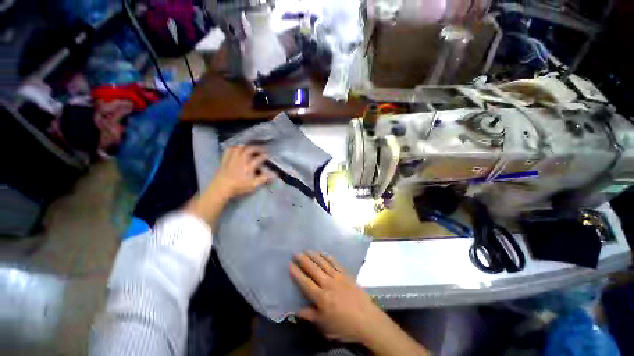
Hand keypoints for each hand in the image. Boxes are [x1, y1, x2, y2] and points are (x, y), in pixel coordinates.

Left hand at [212, 145, 274, 199]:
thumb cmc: (239, 186)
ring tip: (250, 147)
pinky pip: (230, 150)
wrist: (221, 187)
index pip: (259, 158)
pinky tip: (237, 148)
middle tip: (261, 149)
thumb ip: (264, 178)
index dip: (264, 156)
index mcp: (249, 166)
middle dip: (257, 148)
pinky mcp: (225, 159)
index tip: (268, 155)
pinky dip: (234, 147)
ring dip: (246, 146)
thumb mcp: (253, 184)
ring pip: (240, 148)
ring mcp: (233, 158)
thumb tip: (275, 175)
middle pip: (249, 149)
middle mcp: (241, 159)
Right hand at [289, 252, 388, 343]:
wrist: (367, 320)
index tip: (290, 264)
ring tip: (308, 250)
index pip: (305, 282)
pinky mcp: (346, 275)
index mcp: (321, 297)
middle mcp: (328, 284)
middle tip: (296, 253)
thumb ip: (310, 316)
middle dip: (303, 260)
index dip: (297, 273)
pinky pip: (336, 263)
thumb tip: (296, 310)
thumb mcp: (325, 326)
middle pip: (313, 269)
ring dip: (315, 256)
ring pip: (323, 263)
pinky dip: (329, 257)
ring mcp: (338, 277)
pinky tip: (324, 253)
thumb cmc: (344, 326)